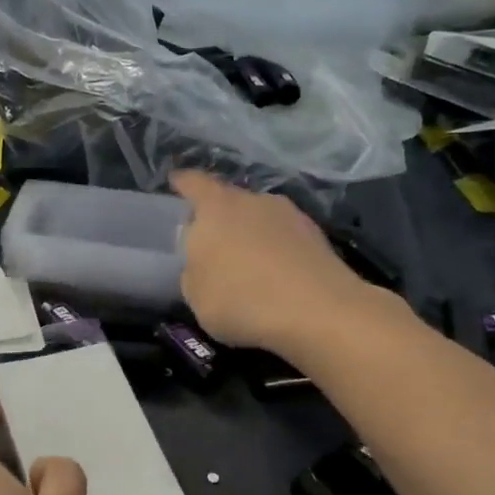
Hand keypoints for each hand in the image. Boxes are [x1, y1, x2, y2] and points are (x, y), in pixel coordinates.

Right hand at [171, 169, 375, 355]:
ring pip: (260, 219)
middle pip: (229, 200)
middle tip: (211, 242)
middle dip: (219, 217)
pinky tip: (276, 276)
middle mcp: (253, 200)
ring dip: (251, 235)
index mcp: (216, 207)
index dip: (182, 183)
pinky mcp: (317, 236)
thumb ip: (193, 271)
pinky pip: (285, 238)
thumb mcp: (195, 295)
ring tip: (247, 264)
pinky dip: (276, 251)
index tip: (175, 182)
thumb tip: (202, 263)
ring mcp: (290, 215)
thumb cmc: (241, 299)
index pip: (194, 183)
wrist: (318, 311)